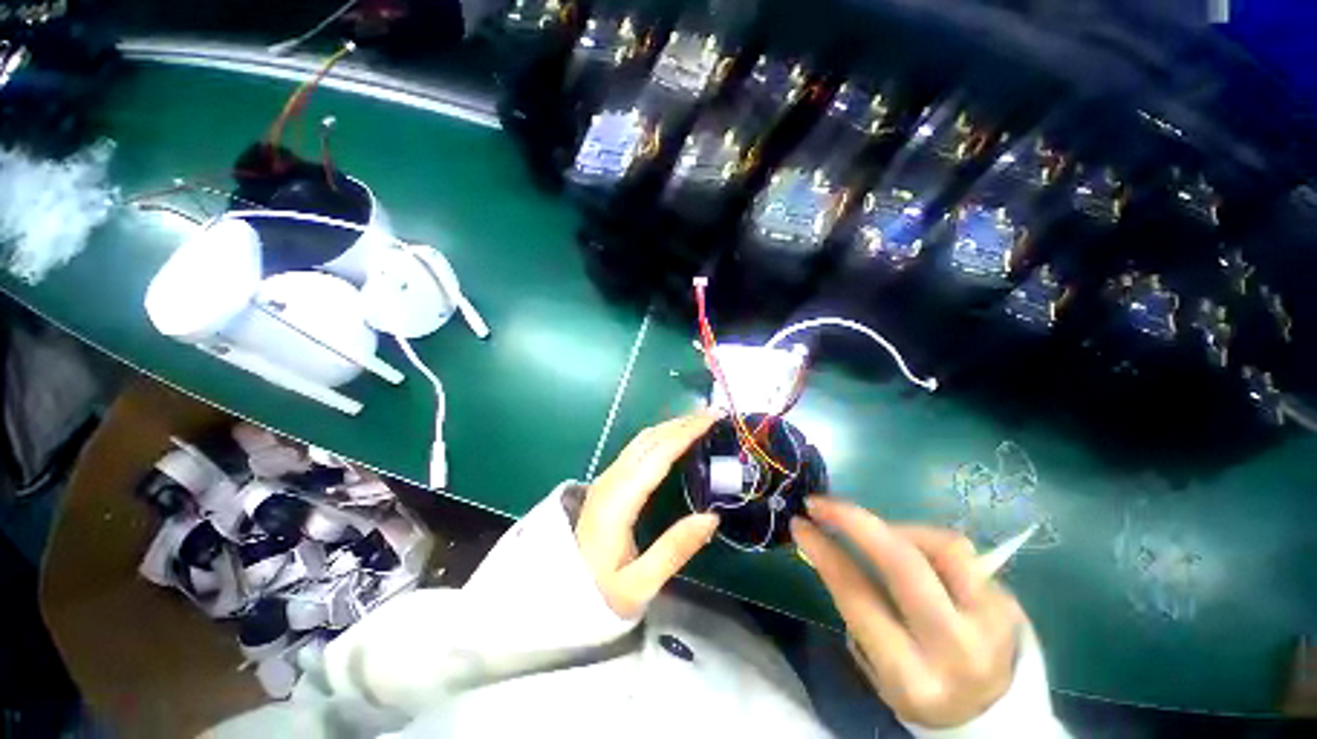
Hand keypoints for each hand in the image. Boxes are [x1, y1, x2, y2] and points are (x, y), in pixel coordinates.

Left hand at [578, 412, 721, 617]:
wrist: (558, 594)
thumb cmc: (599, 593)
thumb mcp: (639, 585)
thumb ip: (675, 550)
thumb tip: (712, 517)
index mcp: (618, 501)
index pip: (657, 455)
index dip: (685, 433)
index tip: (711, 419)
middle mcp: (610, 481)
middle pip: (649, 440)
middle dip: (682, 423)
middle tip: (712, 416)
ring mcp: (607, 479)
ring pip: (641, 440)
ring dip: (671, 427)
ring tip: (698, 423)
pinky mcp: (608, 482)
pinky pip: (637, 448)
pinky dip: (660, 436)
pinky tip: (673, 440)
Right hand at [792, 498, 1025, 727]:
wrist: (990, 714)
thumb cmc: (917, 688)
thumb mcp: (876, 664)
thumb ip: (856, 605)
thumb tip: (829, 545)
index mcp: (912, 677)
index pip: (858, 596)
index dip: (824, 552)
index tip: (800, 523)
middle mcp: (956, 650)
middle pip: (903, 564)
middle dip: (854, 521)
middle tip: (822, 504)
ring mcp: (992, 624)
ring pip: (941, 545)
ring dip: (896, 529)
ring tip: (877, 534)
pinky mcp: (1010, 603)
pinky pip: (960, 550)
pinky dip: (925, 538)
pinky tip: (912, 547)